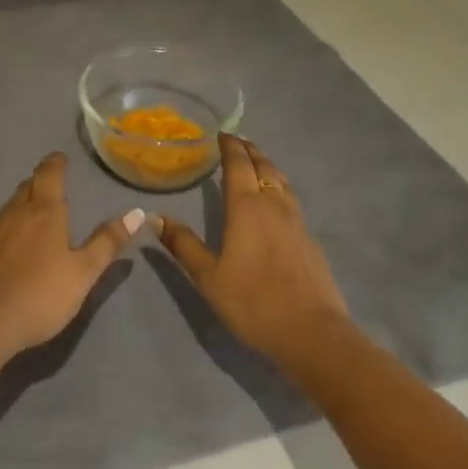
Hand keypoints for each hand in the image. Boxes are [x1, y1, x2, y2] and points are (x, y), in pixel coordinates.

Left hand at [0, 152, 145, 362]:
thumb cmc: (39, 294)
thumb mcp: (82, 273)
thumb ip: (107, 243)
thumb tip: (136, 212)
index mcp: (43, 211)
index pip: (49, 173)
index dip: (56, 163)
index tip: (61, 158)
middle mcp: (15, 212)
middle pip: (27, 186)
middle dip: (40, 183)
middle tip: (52, 188)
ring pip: (10, 207)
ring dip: (23, 205)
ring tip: (35, 217)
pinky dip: (8, 230)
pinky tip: (11, 249)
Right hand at [158, 136, 350, 379]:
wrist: (313, 334)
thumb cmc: (253, 302)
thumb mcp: (208, 277)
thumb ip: (183, 245)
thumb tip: (154, 217)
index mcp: (246, 206)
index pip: (238, 163)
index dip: (230, 146)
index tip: (222, 134)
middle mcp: (273, 204)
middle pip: (263, 166)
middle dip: (250, 150)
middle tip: (238, 141)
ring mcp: (296, 221)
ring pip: (281, 181)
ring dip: (267, 166)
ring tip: (258, 163)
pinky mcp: (310, 240)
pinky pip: (292, 200)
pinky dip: (280, 189)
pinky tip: (276, 204)